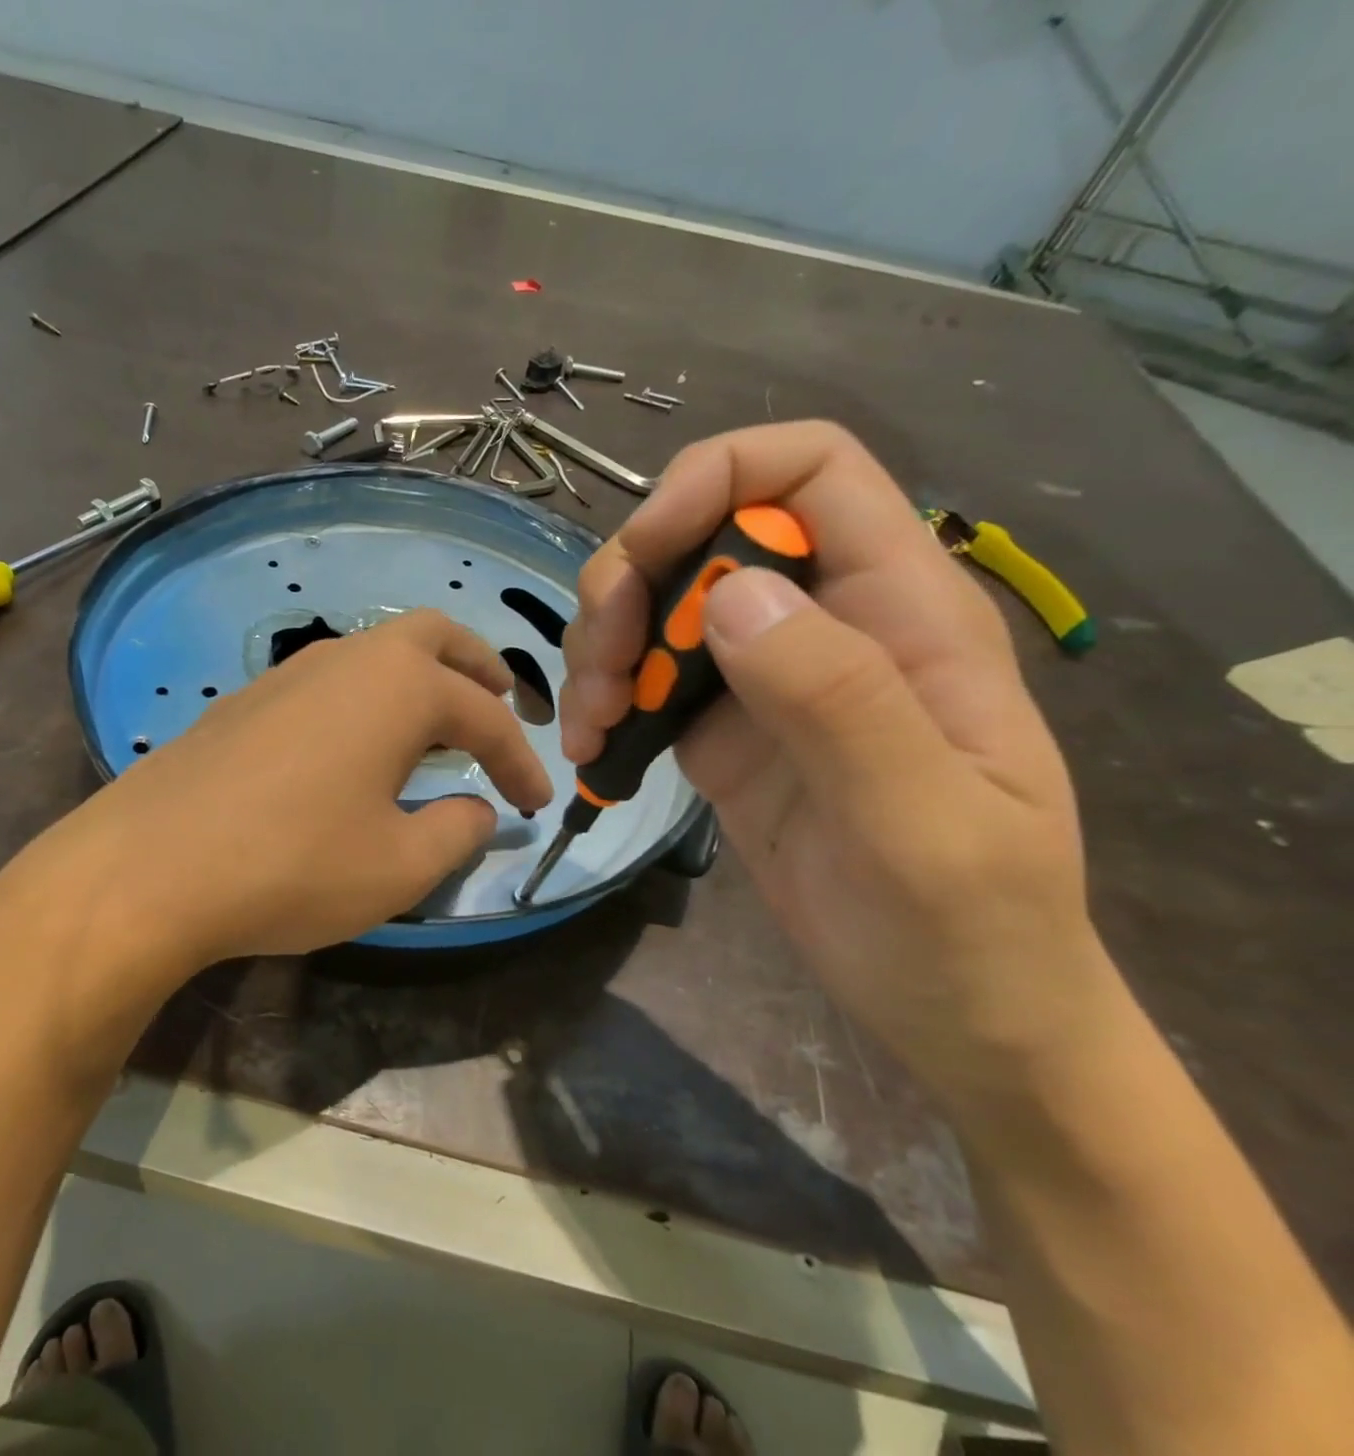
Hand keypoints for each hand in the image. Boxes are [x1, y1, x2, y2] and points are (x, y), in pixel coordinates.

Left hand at [5, 609, 551, 991]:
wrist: (151, 867)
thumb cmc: (294, 864)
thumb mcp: (399, 866)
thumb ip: (457, 832)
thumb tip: (477, 810)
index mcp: (401, 687)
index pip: (486, 719)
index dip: (520, 761)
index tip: (538, 803)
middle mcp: (350, 659)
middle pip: (435, 638)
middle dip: (478, 668)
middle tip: (504, 705)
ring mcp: (291, 672)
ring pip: (377, 653)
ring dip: (421, 680)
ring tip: (437, 726)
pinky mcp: (249, 699)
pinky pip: (333, 681)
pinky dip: (369, 699)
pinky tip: (358, 746)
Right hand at [561, 422, 1109, 1096]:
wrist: (956, 1014)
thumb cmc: (969, 926)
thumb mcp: (921, 821)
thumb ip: (837, 697)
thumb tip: (732, 591)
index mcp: (900, 610)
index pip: (811, 470)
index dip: (718, 478)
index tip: (645, 554)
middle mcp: (824, 623)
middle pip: (702, 535)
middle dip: (629, 584)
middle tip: (601, 672)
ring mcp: (763, 679)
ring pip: (656, 606)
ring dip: (602, 648)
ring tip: (590, 725)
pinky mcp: (720, 732)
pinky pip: (643, 683)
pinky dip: (602, 703)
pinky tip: (592, 752)